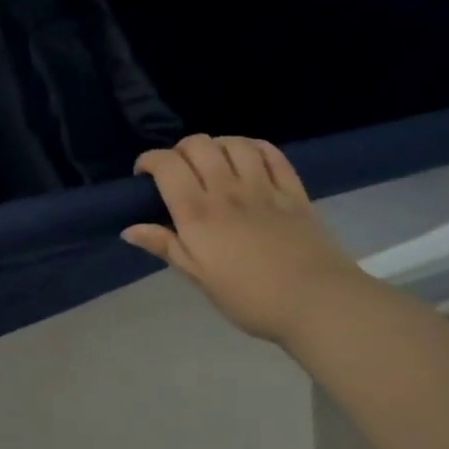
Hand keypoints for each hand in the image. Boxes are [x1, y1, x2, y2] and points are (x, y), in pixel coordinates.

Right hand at [123, 134, 369, 344]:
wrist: (320, 305)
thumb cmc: (250, 297)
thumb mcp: (199, 277)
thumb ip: (165, 246)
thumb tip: (129, 230)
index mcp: (198, 212)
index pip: (166, 164)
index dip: (149, 160)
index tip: (144, 176)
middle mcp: (227, 190)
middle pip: (198, 145)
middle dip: (180, 150)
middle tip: (179, 171)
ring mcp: (264, 188)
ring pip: (235, 143)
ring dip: (217, 145)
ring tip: (214, 162)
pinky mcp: (294, 193)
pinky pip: (273, 155)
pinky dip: (255, 148)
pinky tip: (249, 158)